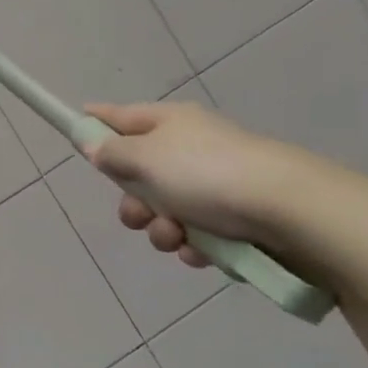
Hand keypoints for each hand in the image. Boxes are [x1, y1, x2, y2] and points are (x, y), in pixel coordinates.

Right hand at [82, 101, 325, 268]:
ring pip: (165, 210)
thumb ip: (111, 152)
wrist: (292, 212)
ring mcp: (216, 184)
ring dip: (161, 229)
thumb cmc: (207, 175)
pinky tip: (203, 252)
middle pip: (139, 174)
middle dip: (132, 202)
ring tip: (177, 237)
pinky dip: (194, 245)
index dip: (95, 122)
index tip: (74, 130)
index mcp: (169, 123)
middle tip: (138, 214)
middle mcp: (191, 148)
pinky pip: (197, 234)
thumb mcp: (144, 158)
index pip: (120, 115)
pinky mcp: (238, 218)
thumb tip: (94, 144)